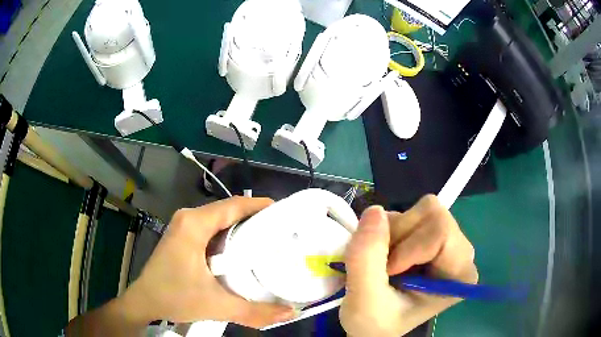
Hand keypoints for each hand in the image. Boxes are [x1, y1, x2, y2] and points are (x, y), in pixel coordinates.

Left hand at [119, 197, 295, 327]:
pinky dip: (229, 236)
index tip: (285, 213)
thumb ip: (255, 312)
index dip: (260, 206)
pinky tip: (243, 251)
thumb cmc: (175, 297)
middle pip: (228, 210)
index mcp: (194, 224)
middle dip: (255, 217)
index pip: (233, 205)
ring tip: (269, 240)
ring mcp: (184, 226)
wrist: (145, 301)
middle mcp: (189, 218)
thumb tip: (290, 313)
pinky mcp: (183, 237)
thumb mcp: (216, 306)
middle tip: (282, 231)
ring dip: (243, 227)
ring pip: (220, 219)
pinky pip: (212, 230)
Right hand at [339, 195, 477, 336]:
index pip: (441, 231)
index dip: (407, 248)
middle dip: (398, 236)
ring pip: (419, 211)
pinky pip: (409, 214)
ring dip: (390, 234)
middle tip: (382, 267)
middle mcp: (461, 253)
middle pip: (432, 215)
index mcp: (460, 273)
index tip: (388, 273)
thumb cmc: (375, 324)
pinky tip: (385, 257)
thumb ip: (367, 258)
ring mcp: (447, 242)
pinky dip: (389, 231)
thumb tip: (374, 211)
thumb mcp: (365, 300)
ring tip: (382, 265)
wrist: (374, 327)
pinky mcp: (430, 237)